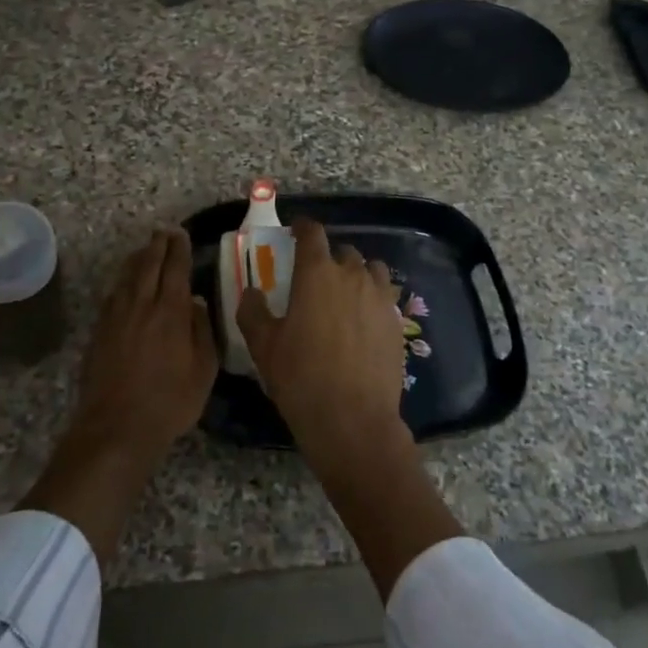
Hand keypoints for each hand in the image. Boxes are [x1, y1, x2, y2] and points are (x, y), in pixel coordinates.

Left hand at [20, 228, 217, 567]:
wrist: (117, 427)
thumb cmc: (169, 402)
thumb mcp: (203, 371)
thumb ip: (202, 331)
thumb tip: (195, 303)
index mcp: (171, 312)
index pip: (175, 269)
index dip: (179, 249)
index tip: (182, 234)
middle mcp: (142, 305)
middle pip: (149, 265)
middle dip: (158, 245)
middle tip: (164, 231)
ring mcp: (116, 316)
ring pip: (127, 276)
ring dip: (138, 258)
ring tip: (145, 248)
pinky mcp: (100, 330)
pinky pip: (113, 294)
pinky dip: (122, 280)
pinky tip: (125, 282)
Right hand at [237, 219, 406, 460]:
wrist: (352, 420)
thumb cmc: (301, 377)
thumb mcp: (263, 346)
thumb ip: (253, 311)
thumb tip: (251, 292)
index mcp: (317, 273)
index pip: (312, 233)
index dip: (303, 228)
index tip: (295, 231)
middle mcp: (352, 276)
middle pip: (343, 251)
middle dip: (328, 258)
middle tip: (315, 277)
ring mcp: (379, 298)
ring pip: (370, 270)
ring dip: (356, 274)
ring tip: (344, 295)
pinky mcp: (396, 322)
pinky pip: (385, 297)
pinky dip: (372, 299)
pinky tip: (362, 321)